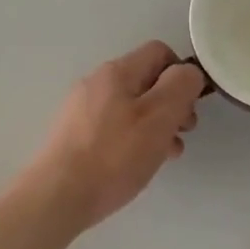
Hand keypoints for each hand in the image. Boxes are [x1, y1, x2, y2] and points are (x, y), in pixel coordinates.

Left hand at [27, 42, 206, 232]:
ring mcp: (81, 110)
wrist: (58, 196)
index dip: (182, 75)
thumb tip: (188, 73)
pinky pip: (114, 128)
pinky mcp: (74, 136)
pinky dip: (133, 141)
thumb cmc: (114, 155)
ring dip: (155, 127)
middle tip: (182, 134)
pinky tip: (137, 165)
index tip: (191, 107)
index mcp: (116, 72)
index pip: (159, 52)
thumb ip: (180, 87)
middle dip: (171, 105)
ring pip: (132, 108)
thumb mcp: (158, 117)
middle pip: (146, 82)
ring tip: (165, 155)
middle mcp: (96, 84)